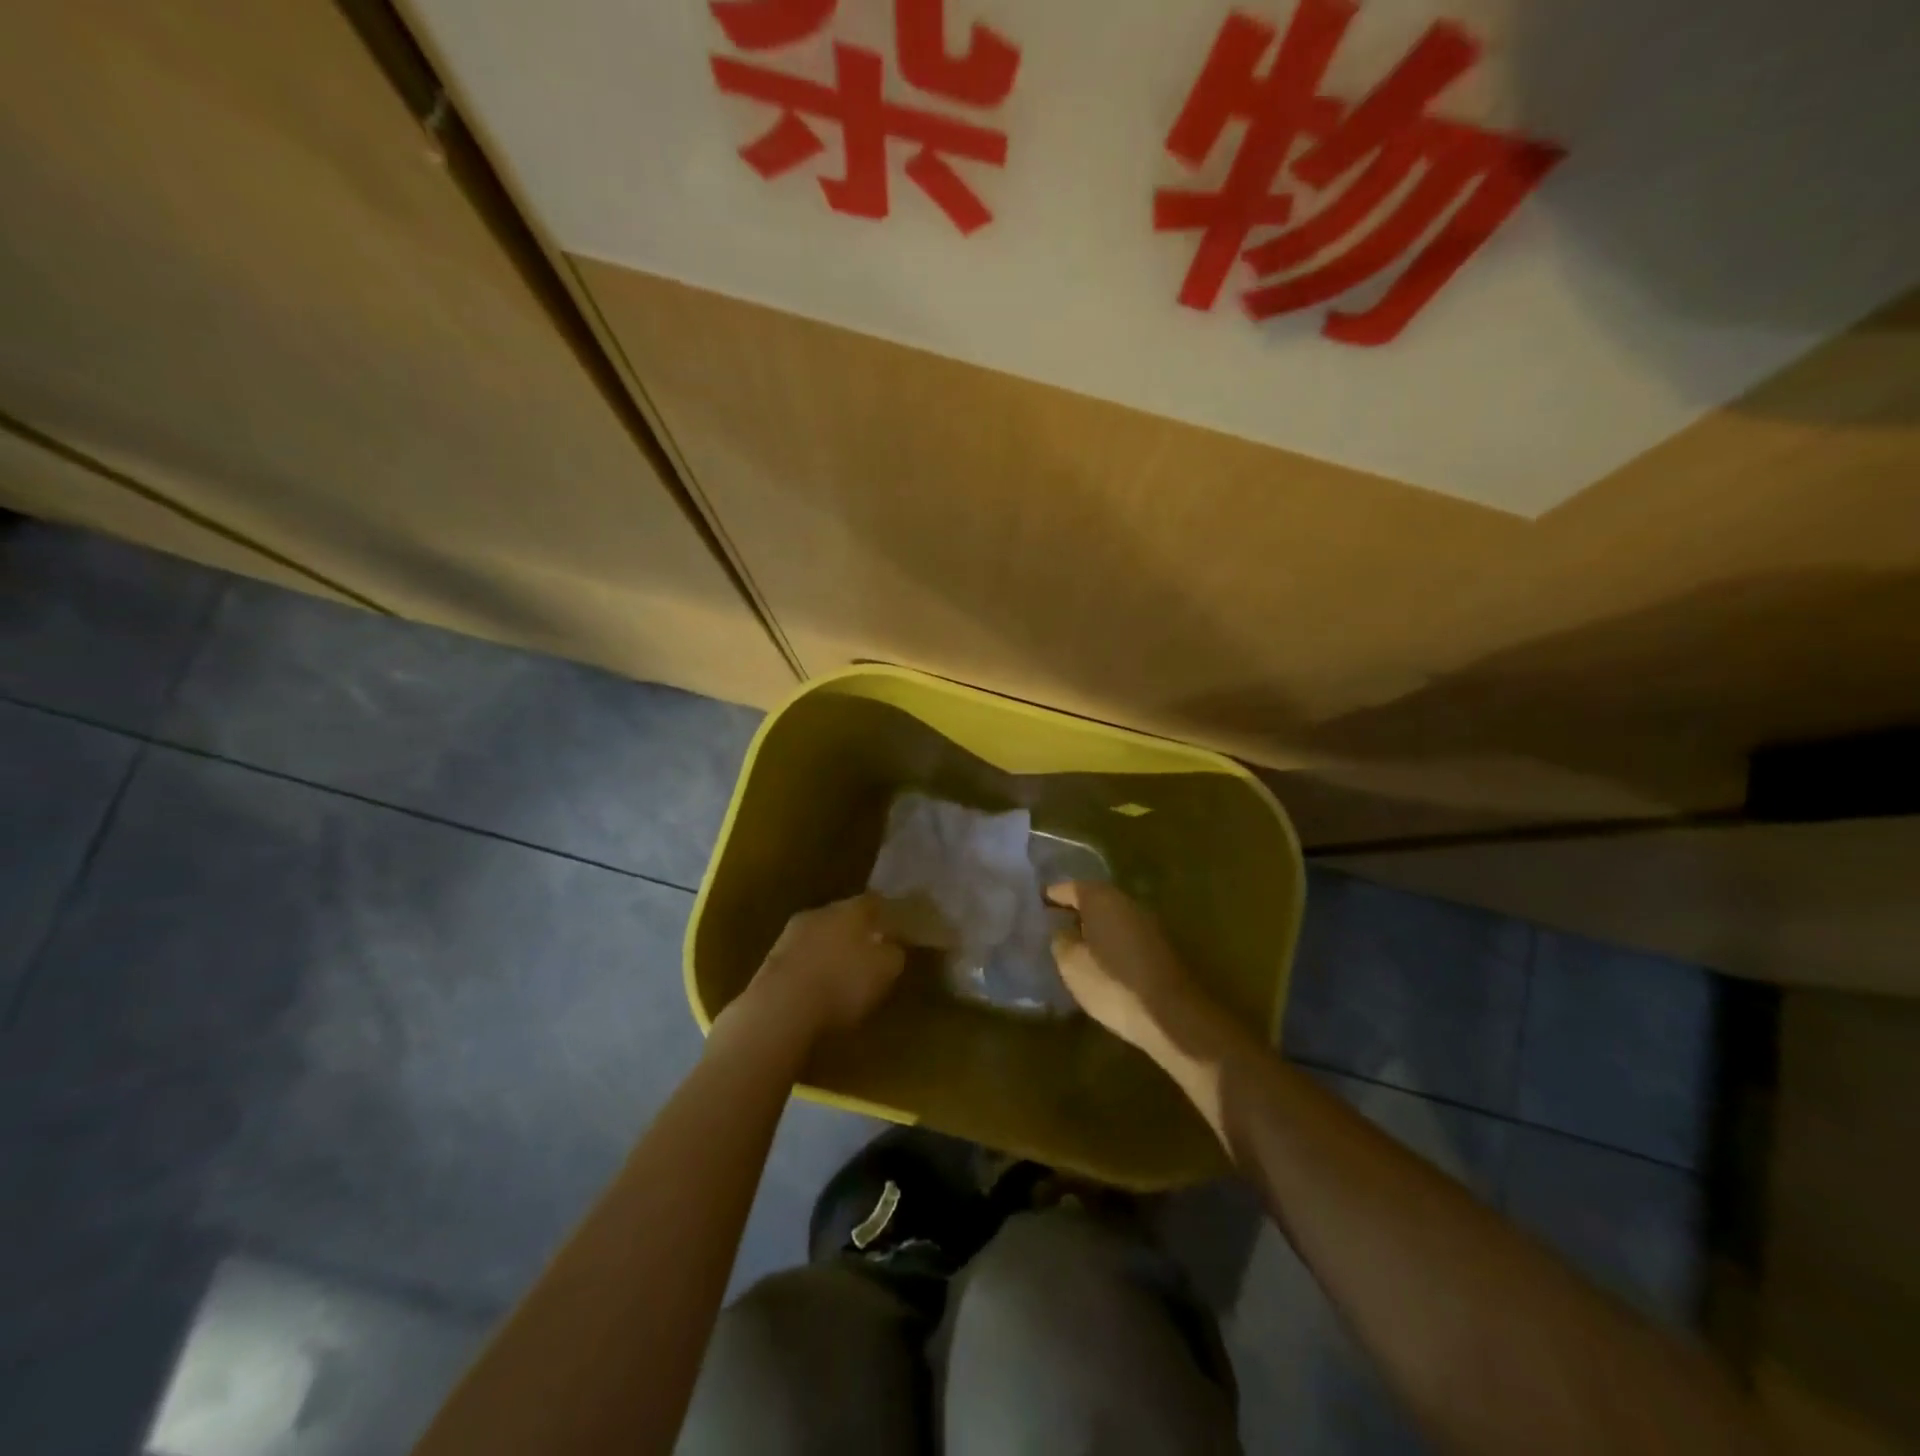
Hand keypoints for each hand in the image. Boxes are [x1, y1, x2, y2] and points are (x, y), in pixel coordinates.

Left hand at [740, 893, 904, 1042]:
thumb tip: (892, 946)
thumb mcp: (886, 970)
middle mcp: (820, 913)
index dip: (885, 913)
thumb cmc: (842, 983)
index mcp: (850, 909)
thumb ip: (894, 953)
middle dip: (855, 931)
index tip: (894, 926)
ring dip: (829, 949)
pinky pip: (800, 958)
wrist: (780, 1008)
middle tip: (868, 949)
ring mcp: (790, 935)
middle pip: (842, 916)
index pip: (872, 901)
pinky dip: (810, 967)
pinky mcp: (771, 961)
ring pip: (818, 935)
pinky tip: (816, 986)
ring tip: (840, 971)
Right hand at [1047, 881, 1207, 1053]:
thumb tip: (1061, 929)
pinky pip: (1124, 935)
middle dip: (1072, 910)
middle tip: (1049, 925)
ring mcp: (1146, 924)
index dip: (1050, 896)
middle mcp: (1125, 902)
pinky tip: (1098, 961)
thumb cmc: (1112, 983)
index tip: (1034, 905)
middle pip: (1093, 899)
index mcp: (1101, 898)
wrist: (1170, 1015)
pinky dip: (1108, 942)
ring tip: (1071, 945)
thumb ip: (1060, 939)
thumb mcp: (1071, 963)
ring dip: (1092, 927)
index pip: (1069, 888)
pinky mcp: (1158, 948)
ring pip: (1110, 918)